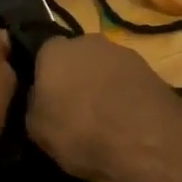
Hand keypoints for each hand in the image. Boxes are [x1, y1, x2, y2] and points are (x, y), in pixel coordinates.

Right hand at [27, 35, 181, 181]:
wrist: (144, 139)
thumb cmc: (80, 132)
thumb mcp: (37, 130)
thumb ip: (33, 105)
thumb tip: (38, 97)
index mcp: (54, 51)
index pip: (42, 55)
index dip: (43, 77)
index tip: (46, 100)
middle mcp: (87, 42)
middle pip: (75, 57)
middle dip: (74, 77)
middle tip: (74, 108)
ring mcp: (122, 52)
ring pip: (103, 67)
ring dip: (101, 85)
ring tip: (104, 119)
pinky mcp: (149, 69)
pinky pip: (127, 81)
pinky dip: (125, 95)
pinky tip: (126, 121)